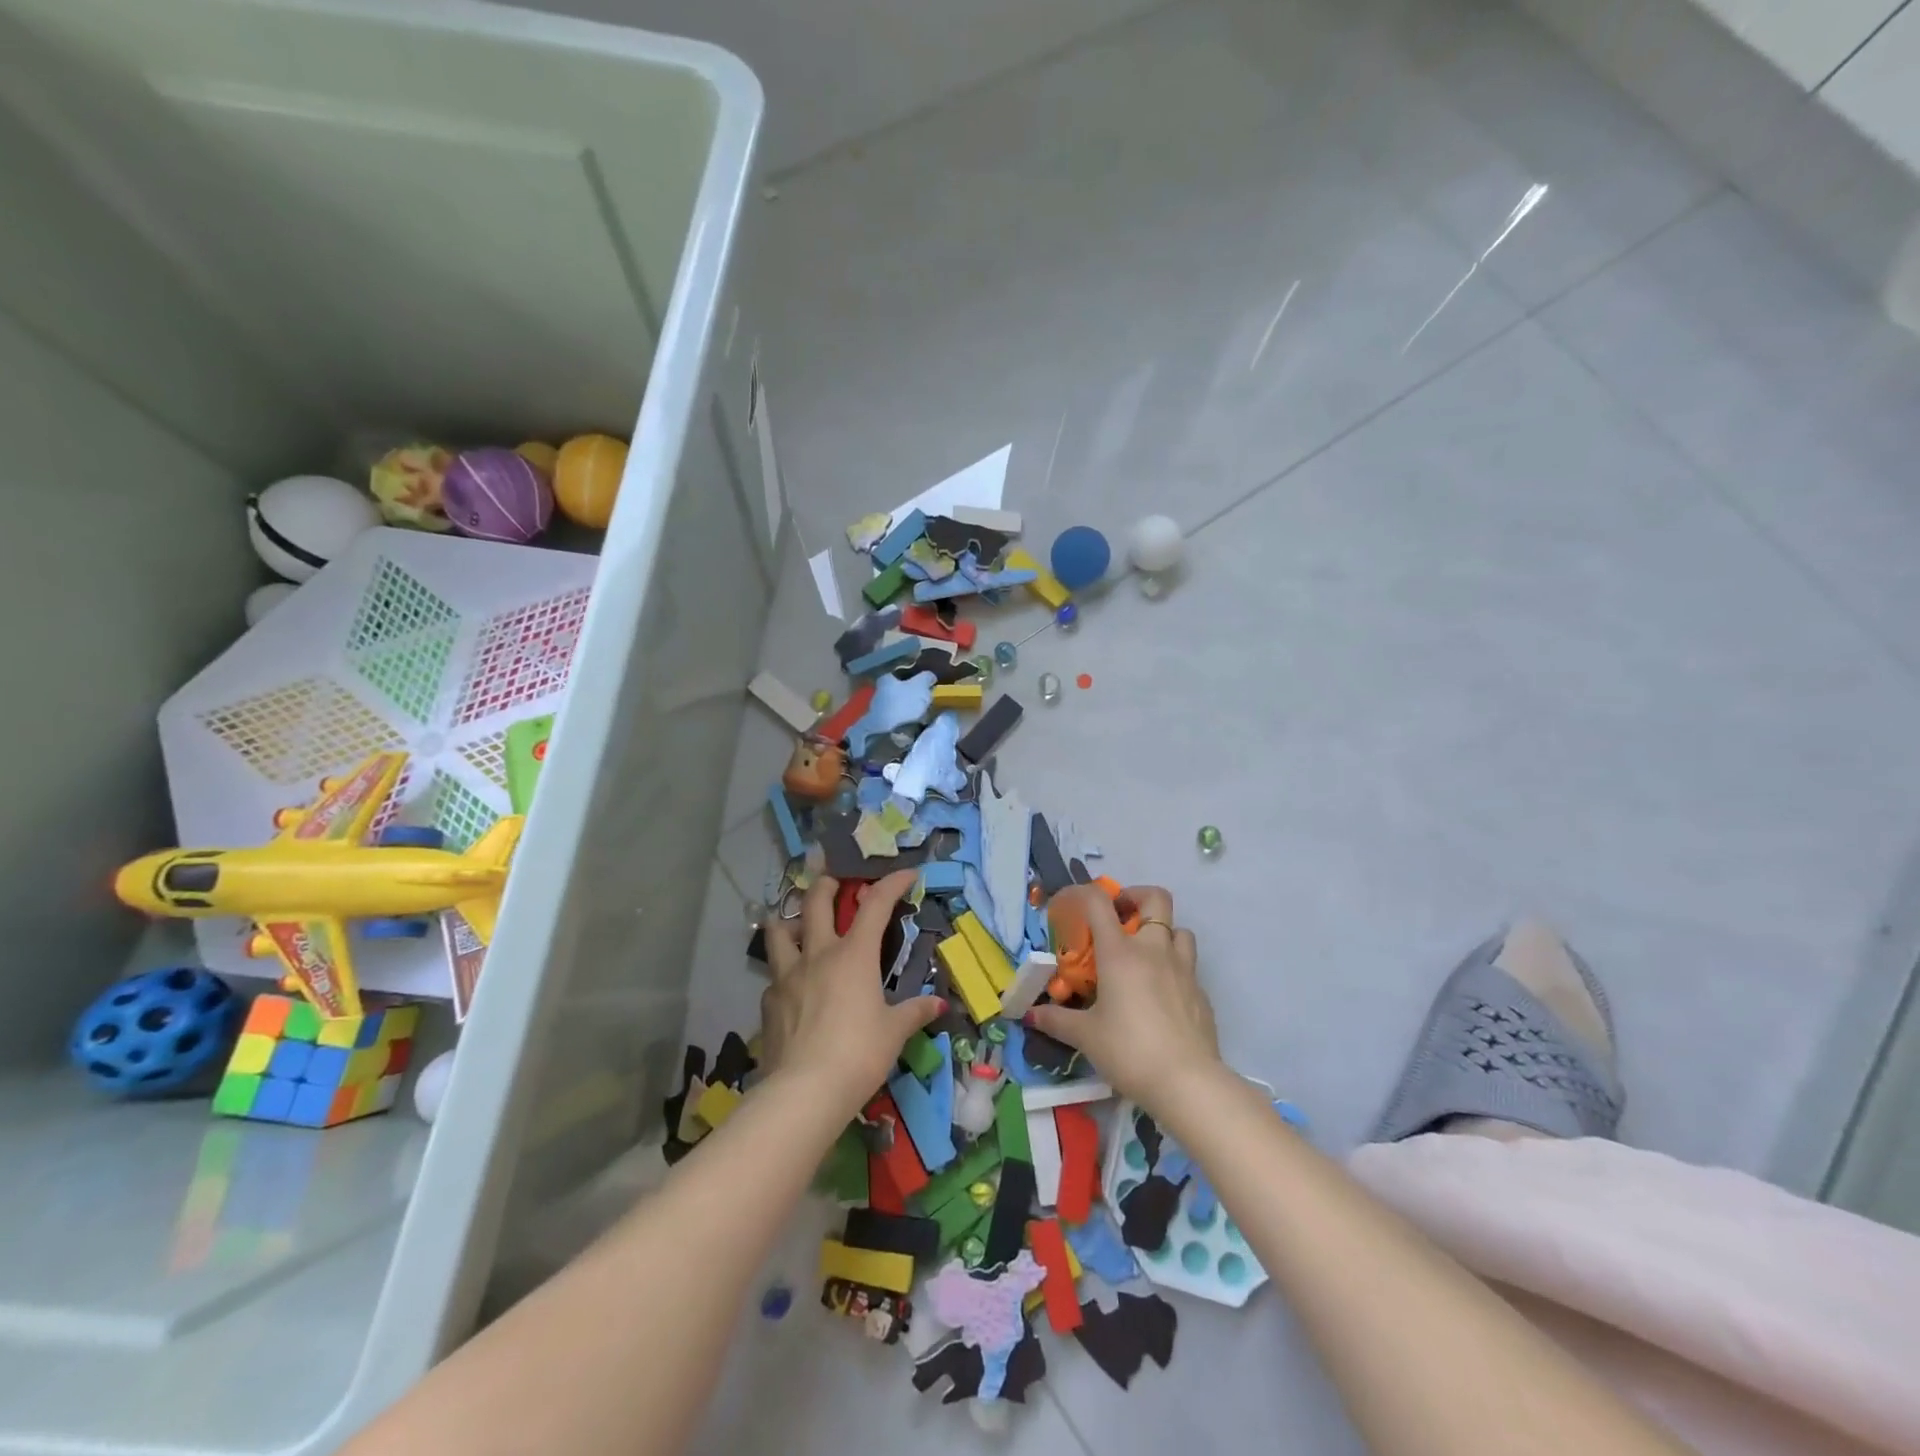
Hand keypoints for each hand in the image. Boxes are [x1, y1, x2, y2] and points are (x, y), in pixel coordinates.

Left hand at [761, 870, 944, 1114]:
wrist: (805, 1091)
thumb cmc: (860, 1054)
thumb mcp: (894, 1032)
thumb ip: (914, 1012)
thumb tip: (937, 1005)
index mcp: (854, 954)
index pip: (876, 905)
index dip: (892, 883)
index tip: (906, 873)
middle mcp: (818, 954)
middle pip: (816, 902)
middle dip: (826, 884)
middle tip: (833, 880)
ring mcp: (787, 976)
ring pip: (778, 932)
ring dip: (789, 921)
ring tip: (797, 926)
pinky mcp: (767, 1003)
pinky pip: (774, 976)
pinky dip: (784, 974)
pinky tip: (792, 989)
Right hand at [1027, 884, 1222, 1113]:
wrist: (1187, 1083)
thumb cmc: (1129, 1050)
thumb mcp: (1085, 1036)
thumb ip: (1057, 1020)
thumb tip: (1031, 1015)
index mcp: (1120, 952)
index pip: (1099, 902)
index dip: (1082, 893)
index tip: (1070, 905)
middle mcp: (1154, 949)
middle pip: (1155, 898)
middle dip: (1136, 898)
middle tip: (1119, 918)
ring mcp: (1183, 968)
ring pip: (1179, 929)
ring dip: (1161, 932)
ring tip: (1144, 955)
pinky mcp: (1201, 992)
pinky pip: (1188, 965)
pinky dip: (1173, 967)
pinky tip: (1161, 995)